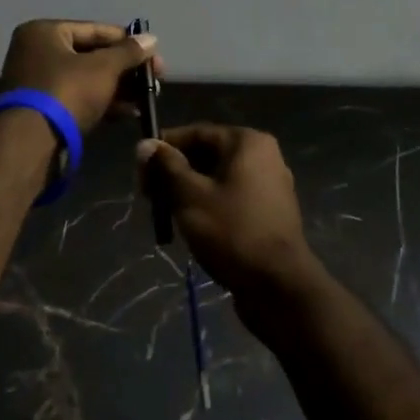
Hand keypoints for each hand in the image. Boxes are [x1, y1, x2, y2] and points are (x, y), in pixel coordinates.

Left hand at [0, 20, 159, 133]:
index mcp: (43, 32)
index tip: (153, 54)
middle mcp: (35, 52)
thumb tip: (151, 39)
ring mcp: (36, 83)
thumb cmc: (67, 91)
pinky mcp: (42, 110)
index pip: (94, 30)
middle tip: (153, 79)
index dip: (127, 41)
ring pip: (85, 79)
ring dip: (117, 88)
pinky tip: (129, 112)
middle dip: (124, 69)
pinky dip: (102, 102)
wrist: (31, 143)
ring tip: (146, 98)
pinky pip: (78, 98)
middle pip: (90, 55)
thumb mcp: (104, 68)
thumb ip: (129, 52)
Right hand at [136, 125, 316, 298]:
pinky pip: (232, 197)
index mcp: (247, 142)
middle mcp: (264, 156)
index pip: (196, 133)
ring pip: (218, 178)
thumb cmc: (231, 231)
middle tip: (150, 196)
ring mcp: (270, 185)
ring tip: (167, 214)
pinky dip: (210, 205)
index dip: (164, 148)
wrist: (279, 286)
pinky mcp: (270, 212)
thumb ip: (166, 166)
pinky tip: (193, 226)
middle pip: (208, 154)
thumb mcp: (190, 195)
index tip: (140, 170)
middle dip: (175, 172)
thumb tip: (145, 144)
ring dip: (190, 191)